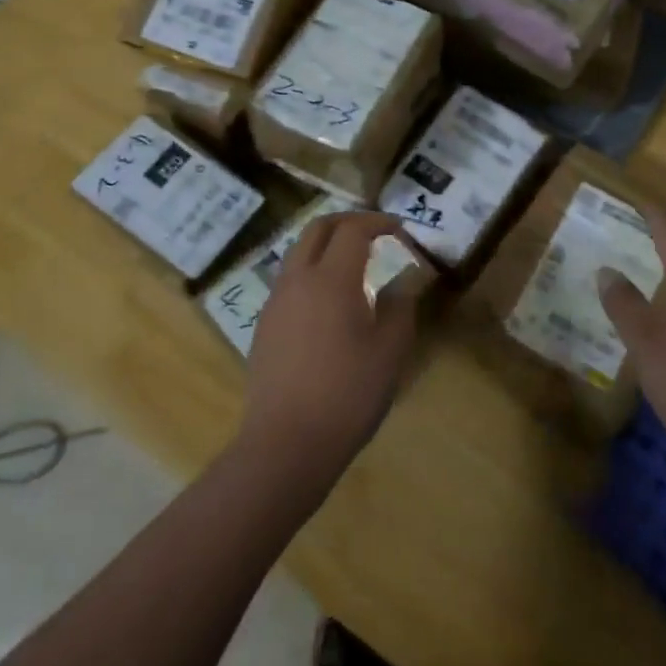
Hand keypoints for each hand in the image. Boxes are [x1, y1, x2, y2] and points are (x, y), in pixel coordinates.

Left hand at [239, 210, 421, 483]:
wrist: (285, 444)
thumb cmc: (347, 395)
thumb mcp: (390, 352)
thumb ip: (399, 308)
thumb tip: (401, 283)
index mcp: (331, 279)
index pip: (353, 230)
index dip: (378, 222)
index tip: (400, 230)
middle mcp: (297, 279)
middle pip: (318, 228)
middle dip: (347, 221)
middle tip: (374, 232)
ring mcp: (275, 301)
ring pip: (298, 252)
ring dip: (326, 245)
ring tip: (353, 264)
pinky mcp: (264, 325)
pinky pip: (289, 280)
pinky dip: (311, 271)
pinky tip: (328, 301)